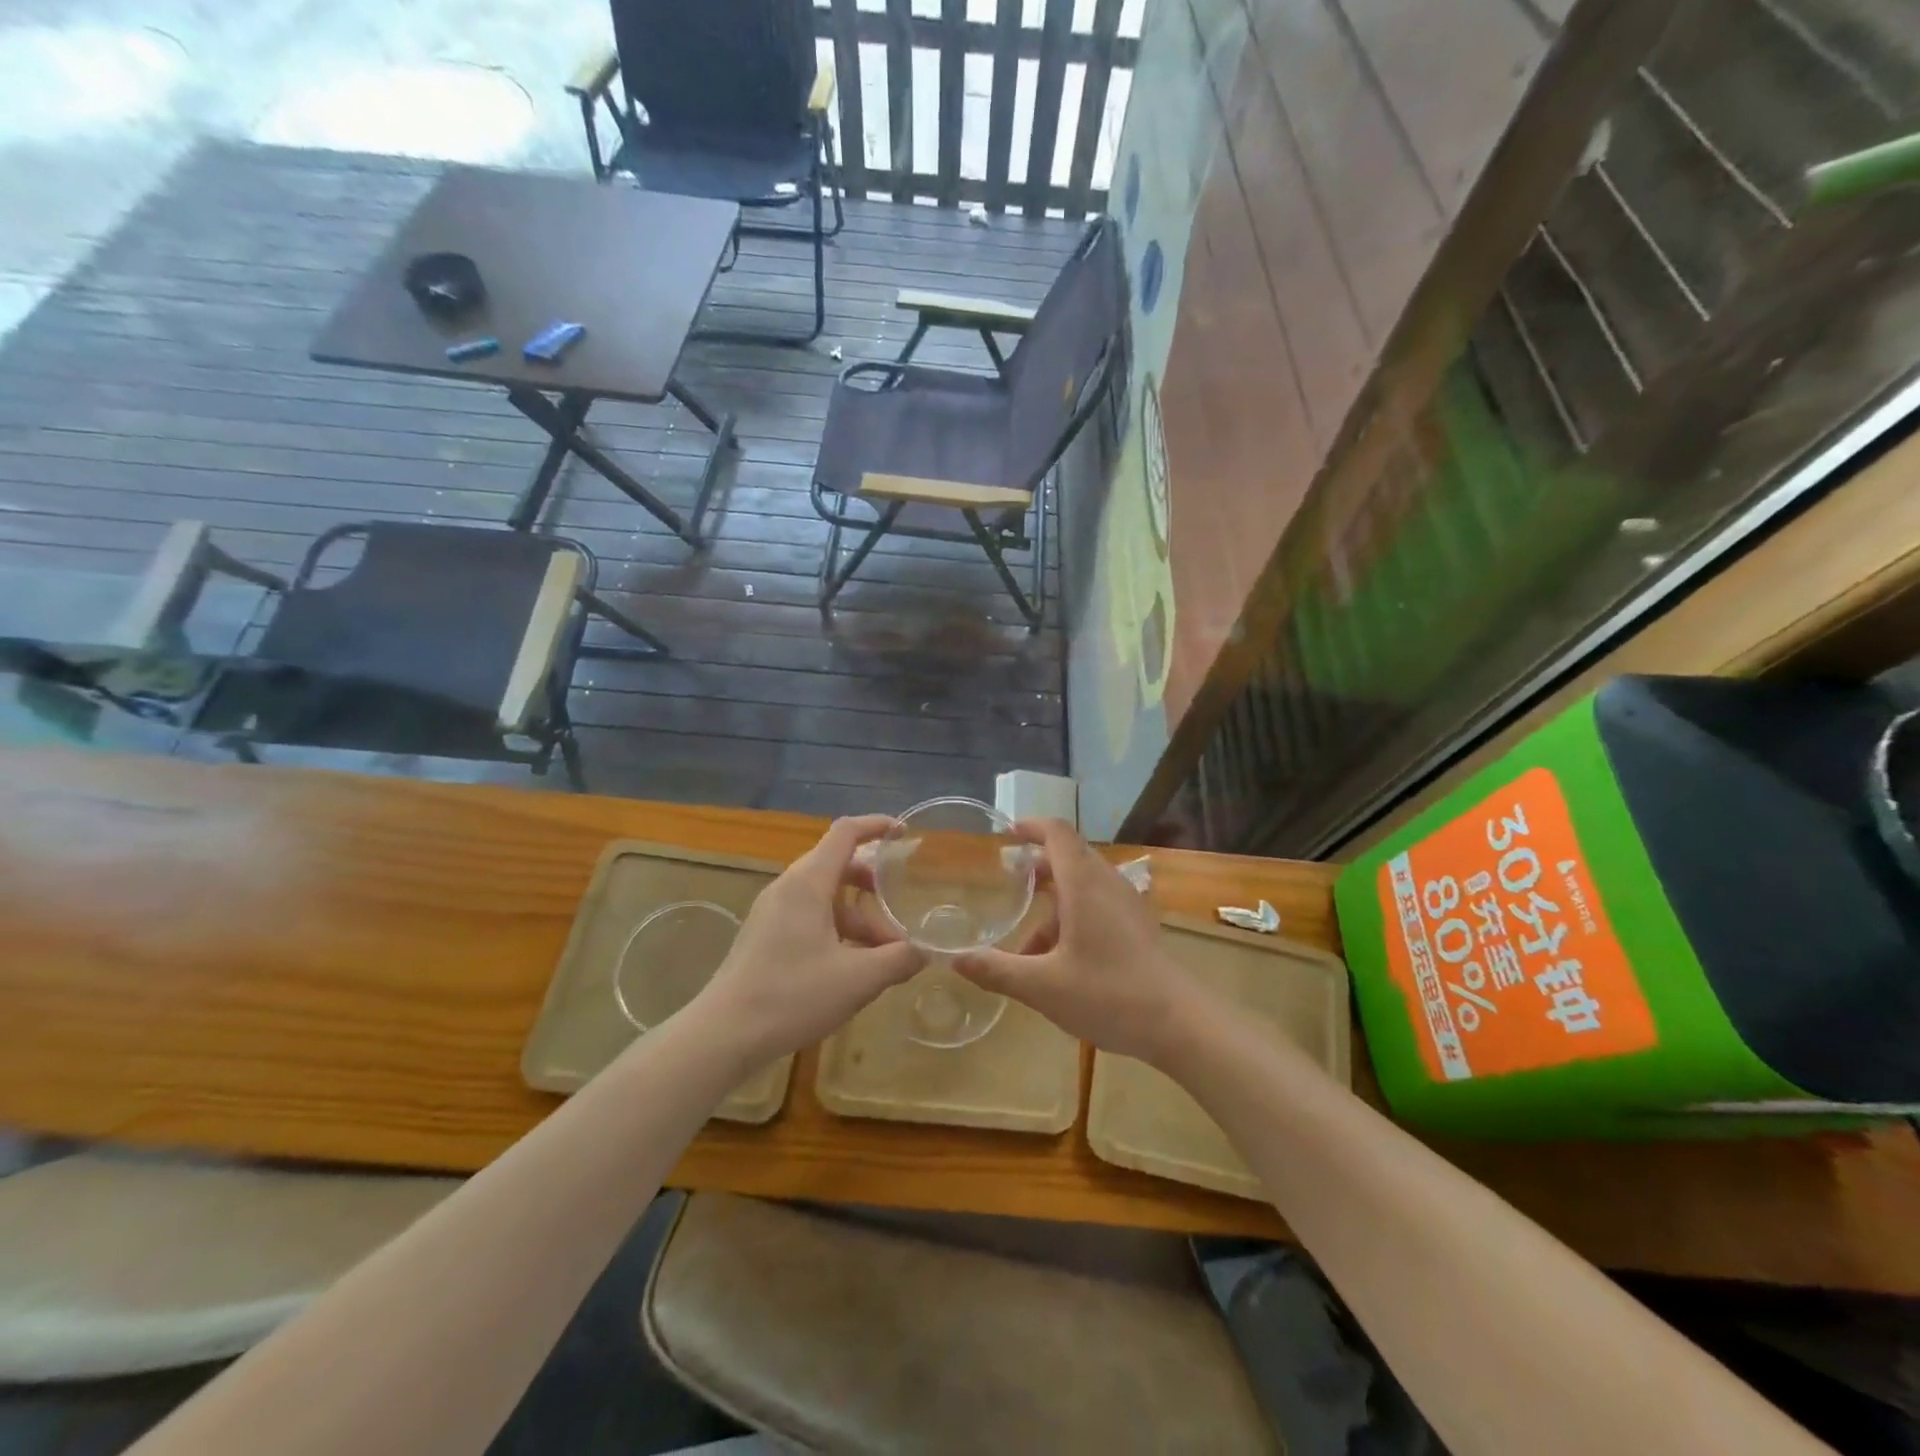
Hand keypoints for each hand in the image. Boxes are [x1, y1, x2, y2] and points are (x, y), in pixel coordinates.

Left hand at [696, 815, 923, 1062]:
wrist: (722, 1035)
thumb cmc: (792, 996)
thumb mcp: (858, 979)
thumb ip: (898, 960)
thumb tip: (925, 952)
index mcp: (808, 883)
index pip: (845, 833)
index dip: (876, 826)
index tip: (904, 833)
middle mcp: (788, 888)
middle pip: (836, 864)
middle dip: (873, 881)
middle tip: (899, 902)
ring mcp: (772, 912)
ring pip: (824, 897)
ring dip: (858, 915)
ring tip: (885, 953)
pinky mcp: (765, 936)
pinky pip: (809, 917)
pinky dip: (837, 929)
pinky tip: (852, 967)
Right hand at [954, 819, 1198, 1063]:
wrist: (1179, 1024)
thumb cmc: (1108, 994)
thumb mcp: (1043, 986)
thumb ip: (997, 970)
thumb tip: (954, 958)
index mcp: (1084, 884)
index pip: (1057, 833)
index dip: (1031, 827)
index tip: (1006, 834)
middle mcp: (1107, 884)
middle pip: (1069, 858)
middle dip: (1037, 868)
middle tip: (1008, 885)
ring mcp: (1126, 906)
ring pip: (1083, 888)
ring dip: (1052, 905)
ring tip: (1025, 946)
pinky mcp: (1137, 927)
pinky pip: (1097, 907)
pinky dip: (1071, 920)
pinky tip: (1057, 964)